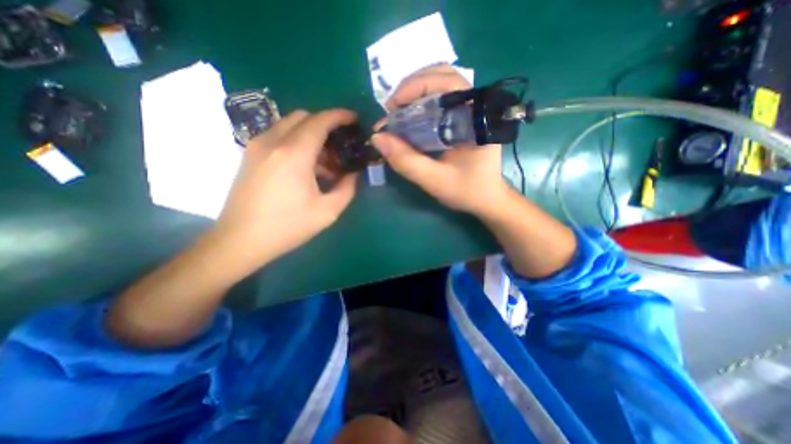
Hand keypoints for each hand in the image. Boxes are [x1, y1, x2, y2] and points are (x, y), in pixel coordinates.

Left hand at [211, 108, 355, 266]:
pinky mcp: (250, 155)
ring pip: (289, 125)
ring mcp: (257, 146)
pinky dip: (296, 142)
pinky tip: (305, 168)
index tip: (354, 119)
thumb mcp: (327, 211)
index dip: (340, 116)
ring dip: (311, 135)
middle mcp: (273, 141)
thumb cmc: (287, 226)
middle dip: (326, 125)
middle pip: (304, 117)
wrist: (240, 240)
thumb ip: (347, 188)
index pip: (320, 121)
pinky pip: (278, 136)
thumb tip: (354, 173)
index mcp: (294, 154)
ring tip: (324, 163)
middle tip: (339, 147)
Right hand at [374, 63, 512, 215]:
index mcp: (476, 118)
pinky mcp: (465, 117)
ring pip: (442, 84)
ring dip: (416, 92)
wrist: (487, 199)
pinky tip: (411, 117)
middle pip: (443, 76)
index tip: (392, 107)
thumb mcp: (434, 180)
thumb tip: (377, 137)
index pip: (447, 82)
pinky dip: (422, 102)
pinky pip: (442, 98)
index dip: (415, 87)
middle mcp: (477, 106)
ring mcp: (472, 109)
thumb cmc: (467, 191)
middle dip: (412, 87)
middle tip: (392, 109)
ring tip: (398, 112)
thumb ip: (406, 161)